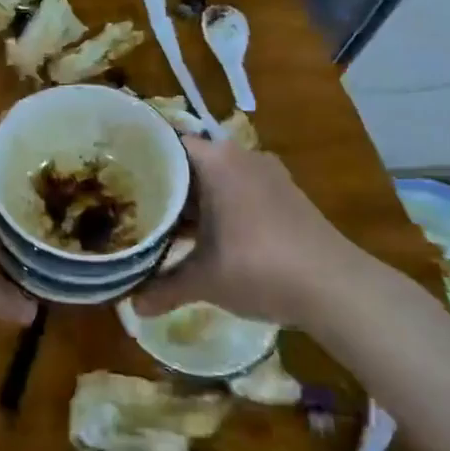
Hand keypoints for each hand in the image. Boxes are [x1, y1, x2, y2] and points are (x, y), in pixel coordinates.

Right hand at [133, 135, 366, 329]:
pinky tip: (204, 237)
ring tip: (161, 222)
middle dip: (164, 184)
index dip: (140, 157)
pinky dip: (219, 209)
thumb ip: (163, 288)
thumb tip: (131, 307)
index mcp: (217, 161)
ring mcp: (267, 175)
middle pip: (191, 162)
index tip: (115, 172)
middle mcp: (241, 157)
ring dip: (193, 201)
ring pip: (216, 179)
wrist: (335, 287)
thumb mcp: (203, 280)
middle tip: (130, 202)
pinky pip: (239, 192)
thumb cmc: (257, 267)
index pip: (167, 143)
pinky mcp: (285, 196)